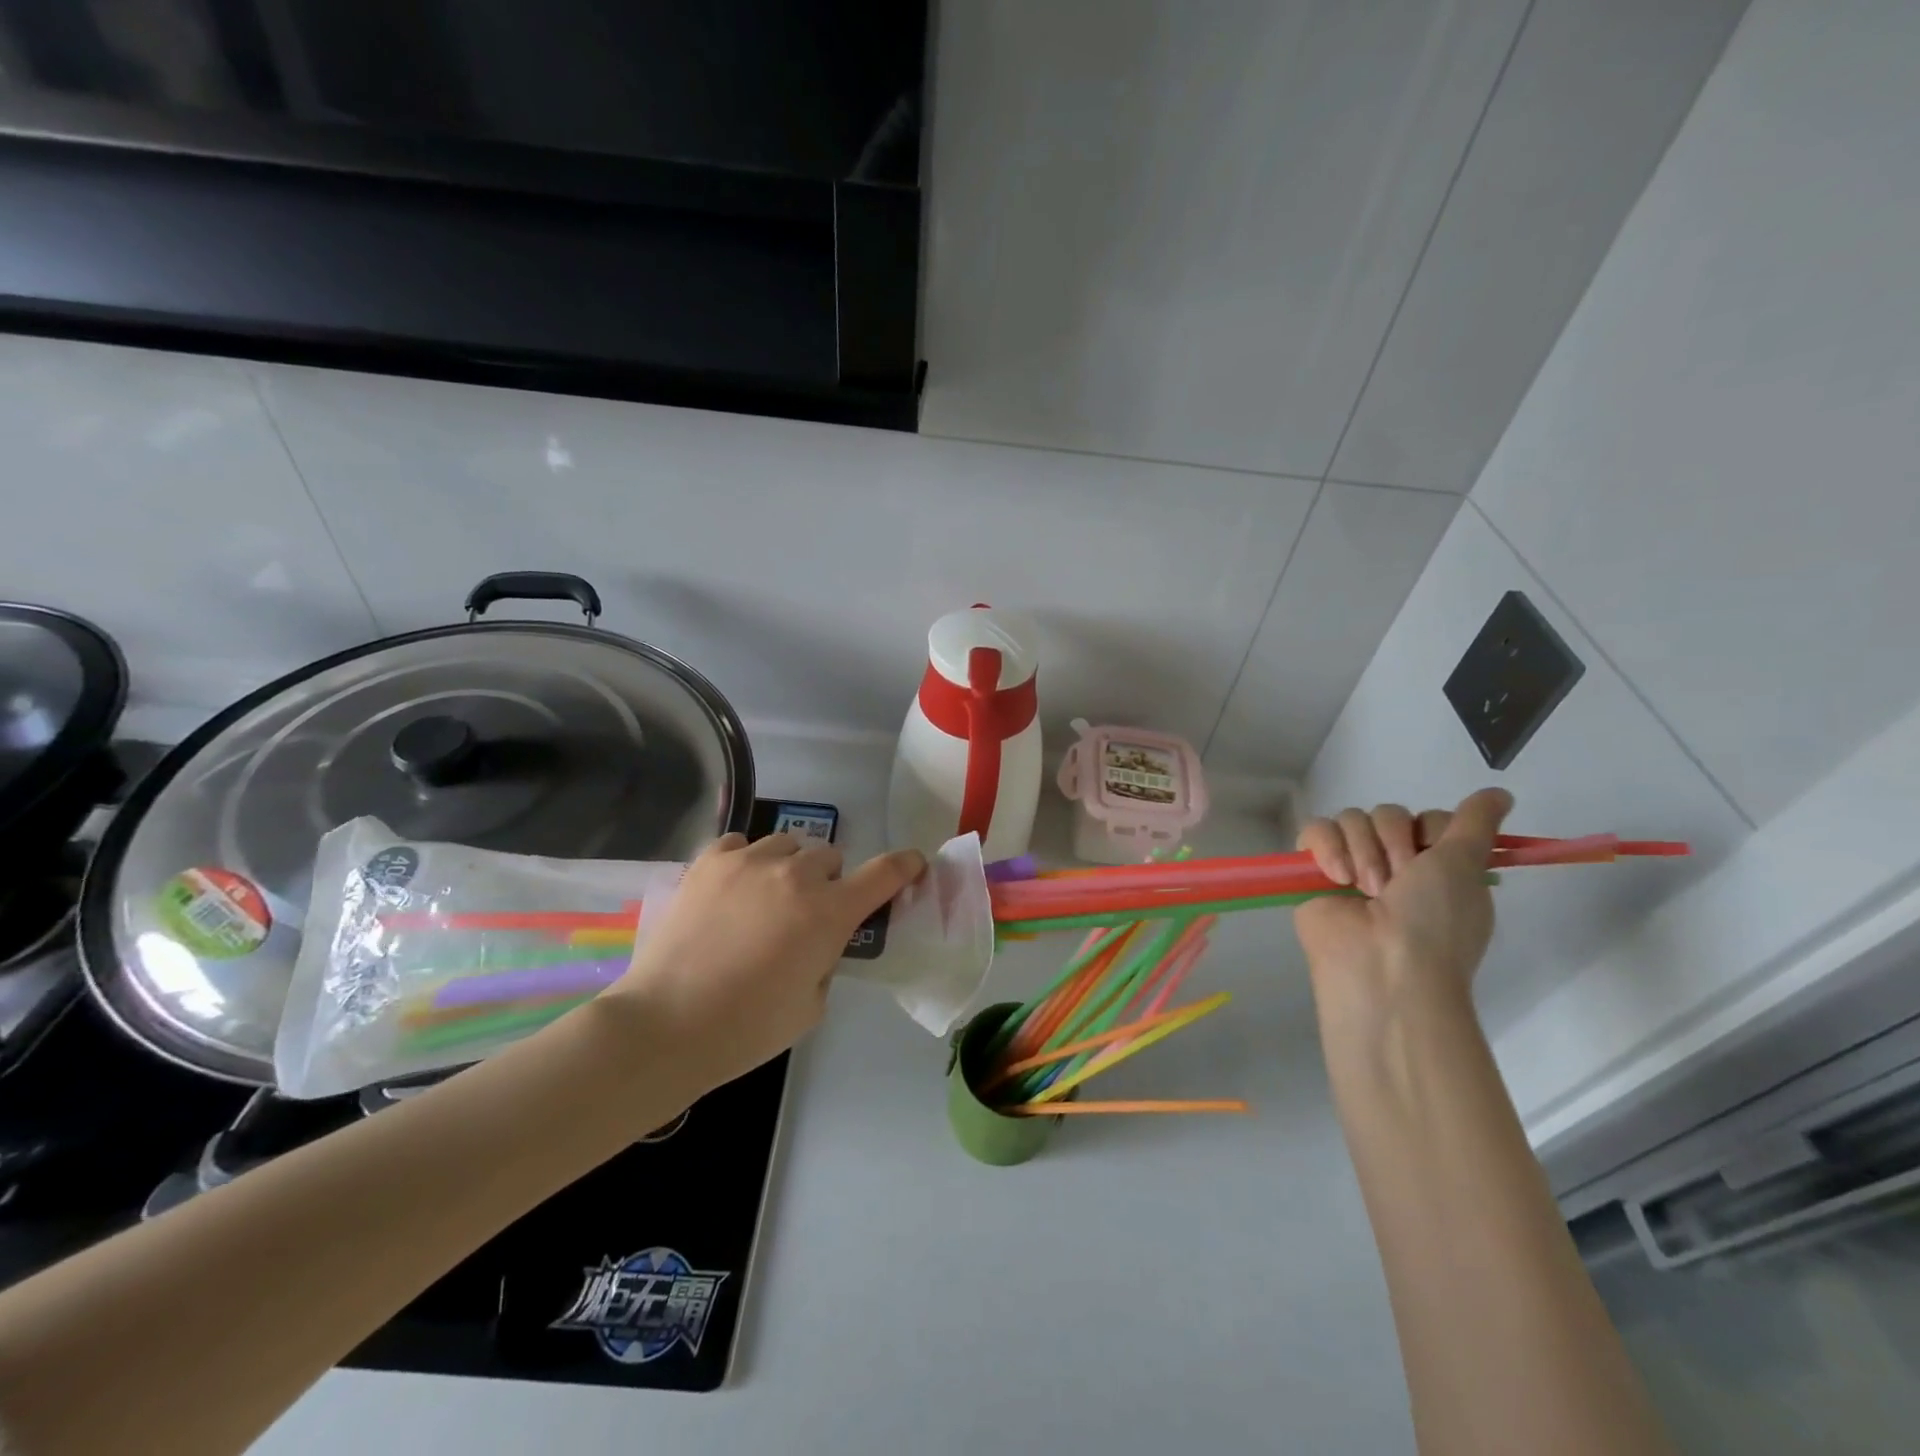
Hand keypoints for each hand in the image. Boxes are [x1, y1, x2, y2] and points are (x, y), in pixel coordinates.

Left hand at [607, 833, 925, 1093]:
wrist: (665, 1025)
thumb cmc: (747, 1028)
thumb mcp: (811, 1006)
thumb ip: (826, 962)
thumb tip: (816, 941)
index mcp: (829, 912)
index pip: (884, 873)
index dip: (905, 866)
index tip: (913, 864)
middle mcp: (795, 874)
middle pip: (831, 858)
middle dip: (828, 883)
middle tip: (808, 915)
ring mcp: (749, 861)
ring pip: (787, 846)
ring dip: (789, 868)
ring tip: (765, 899)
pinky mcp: (710, 861)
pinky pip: (741, 844)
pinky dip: (746, 861)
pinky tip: (733, 888)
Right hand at [1293, 789, 1512, 1032]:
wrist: (1382, 965)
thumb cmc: (1433, 921)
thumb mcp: (1465, 867)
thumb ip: (1475, 824)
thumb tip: (1499, 793)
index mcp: (1435, 866)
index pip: (1426, 817)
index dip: (1428, 831)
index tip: (1434, 859)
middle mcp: (1393, 863)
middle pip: (1387, 813)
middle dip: (1392, 843)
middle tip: (1396, 882)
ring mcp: (1351, 865)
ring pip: (1351, 819)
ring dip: (1362, 852)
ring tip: (1364, 888)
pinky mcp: (1312, 870)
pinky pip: (1315, 830)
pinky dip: (1326, 848)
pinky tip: (1336, 877)